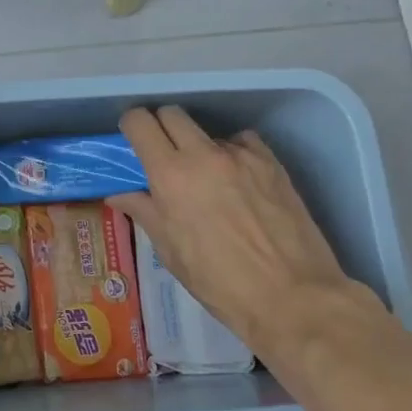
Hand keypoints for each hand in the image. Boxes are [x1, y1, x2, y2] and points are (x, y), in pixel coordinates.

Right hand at [109, 106, 379, 353]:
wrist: (292, 296)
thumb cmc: (219, 282)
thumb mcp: (171, 251)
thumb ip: (144, 212)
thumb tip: (119, 194)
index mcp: (171, 175)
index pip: (140, 122)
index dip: (132, 126)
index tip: (133, 140)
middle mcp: (204, 154)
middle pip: (172, 114)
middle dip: (162, 127)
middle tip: (164, 155)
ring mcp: (242, 155)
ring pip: (209, 132)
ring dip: (200, 147)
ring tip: (208, 181)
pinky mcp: (272, 162)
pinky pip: (243, 143)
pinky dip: (234, 154)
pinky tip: (240, 182)